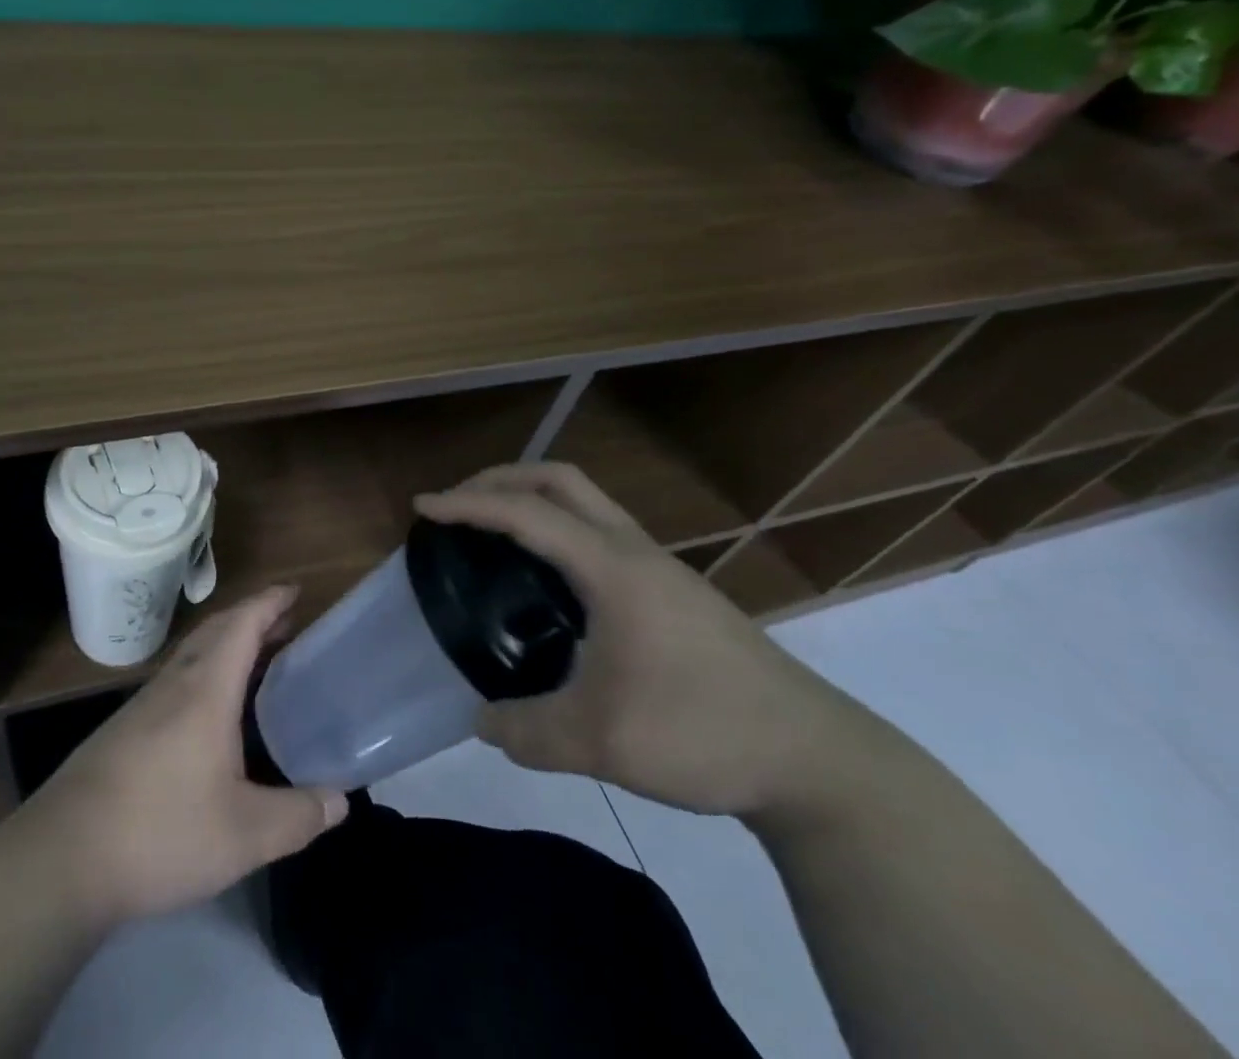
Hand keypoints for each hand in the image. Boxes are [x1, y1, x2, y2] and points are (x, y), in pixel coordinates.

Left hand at [12, 585, 348, 925]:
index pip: (242, 625)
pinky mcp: (124, 730)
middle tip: (287, 623)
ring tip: (258, 662)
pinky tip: (212, 713)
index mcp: (206, 690)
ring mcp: (143, 705)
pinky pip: (177, 680)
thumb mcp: (245, 835)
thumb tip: (341, 800)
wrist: (61, 858)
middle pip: (217, 630)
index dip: (270, 602)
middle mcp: (174, 684)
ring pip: (193, 655)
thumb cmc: (160, 833)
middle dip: (253, 618)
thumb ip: (298, 816)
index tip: (296, 590)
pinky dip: (206, 672)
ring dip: (227, 644)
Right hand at [415, 463, 875, 818]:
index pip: (526, 513)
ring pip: (585, 501)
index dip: (468, 505)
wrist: (816, 760)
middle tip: (458, 503)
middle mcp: (633, 550)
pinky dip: (559, 529)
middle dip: (501, 478)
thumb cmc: (703, 731)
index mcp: (611, 567)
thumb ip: (527, 731)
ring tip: (494, 533)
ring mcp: (659, 567)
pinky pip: (600, 532)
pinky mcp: (673, 591)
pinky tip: (549, 582)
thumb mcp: (600, 742)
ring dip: (534, 499)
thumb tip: (483, 722)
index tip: (422, 507)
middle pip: (560, 479)